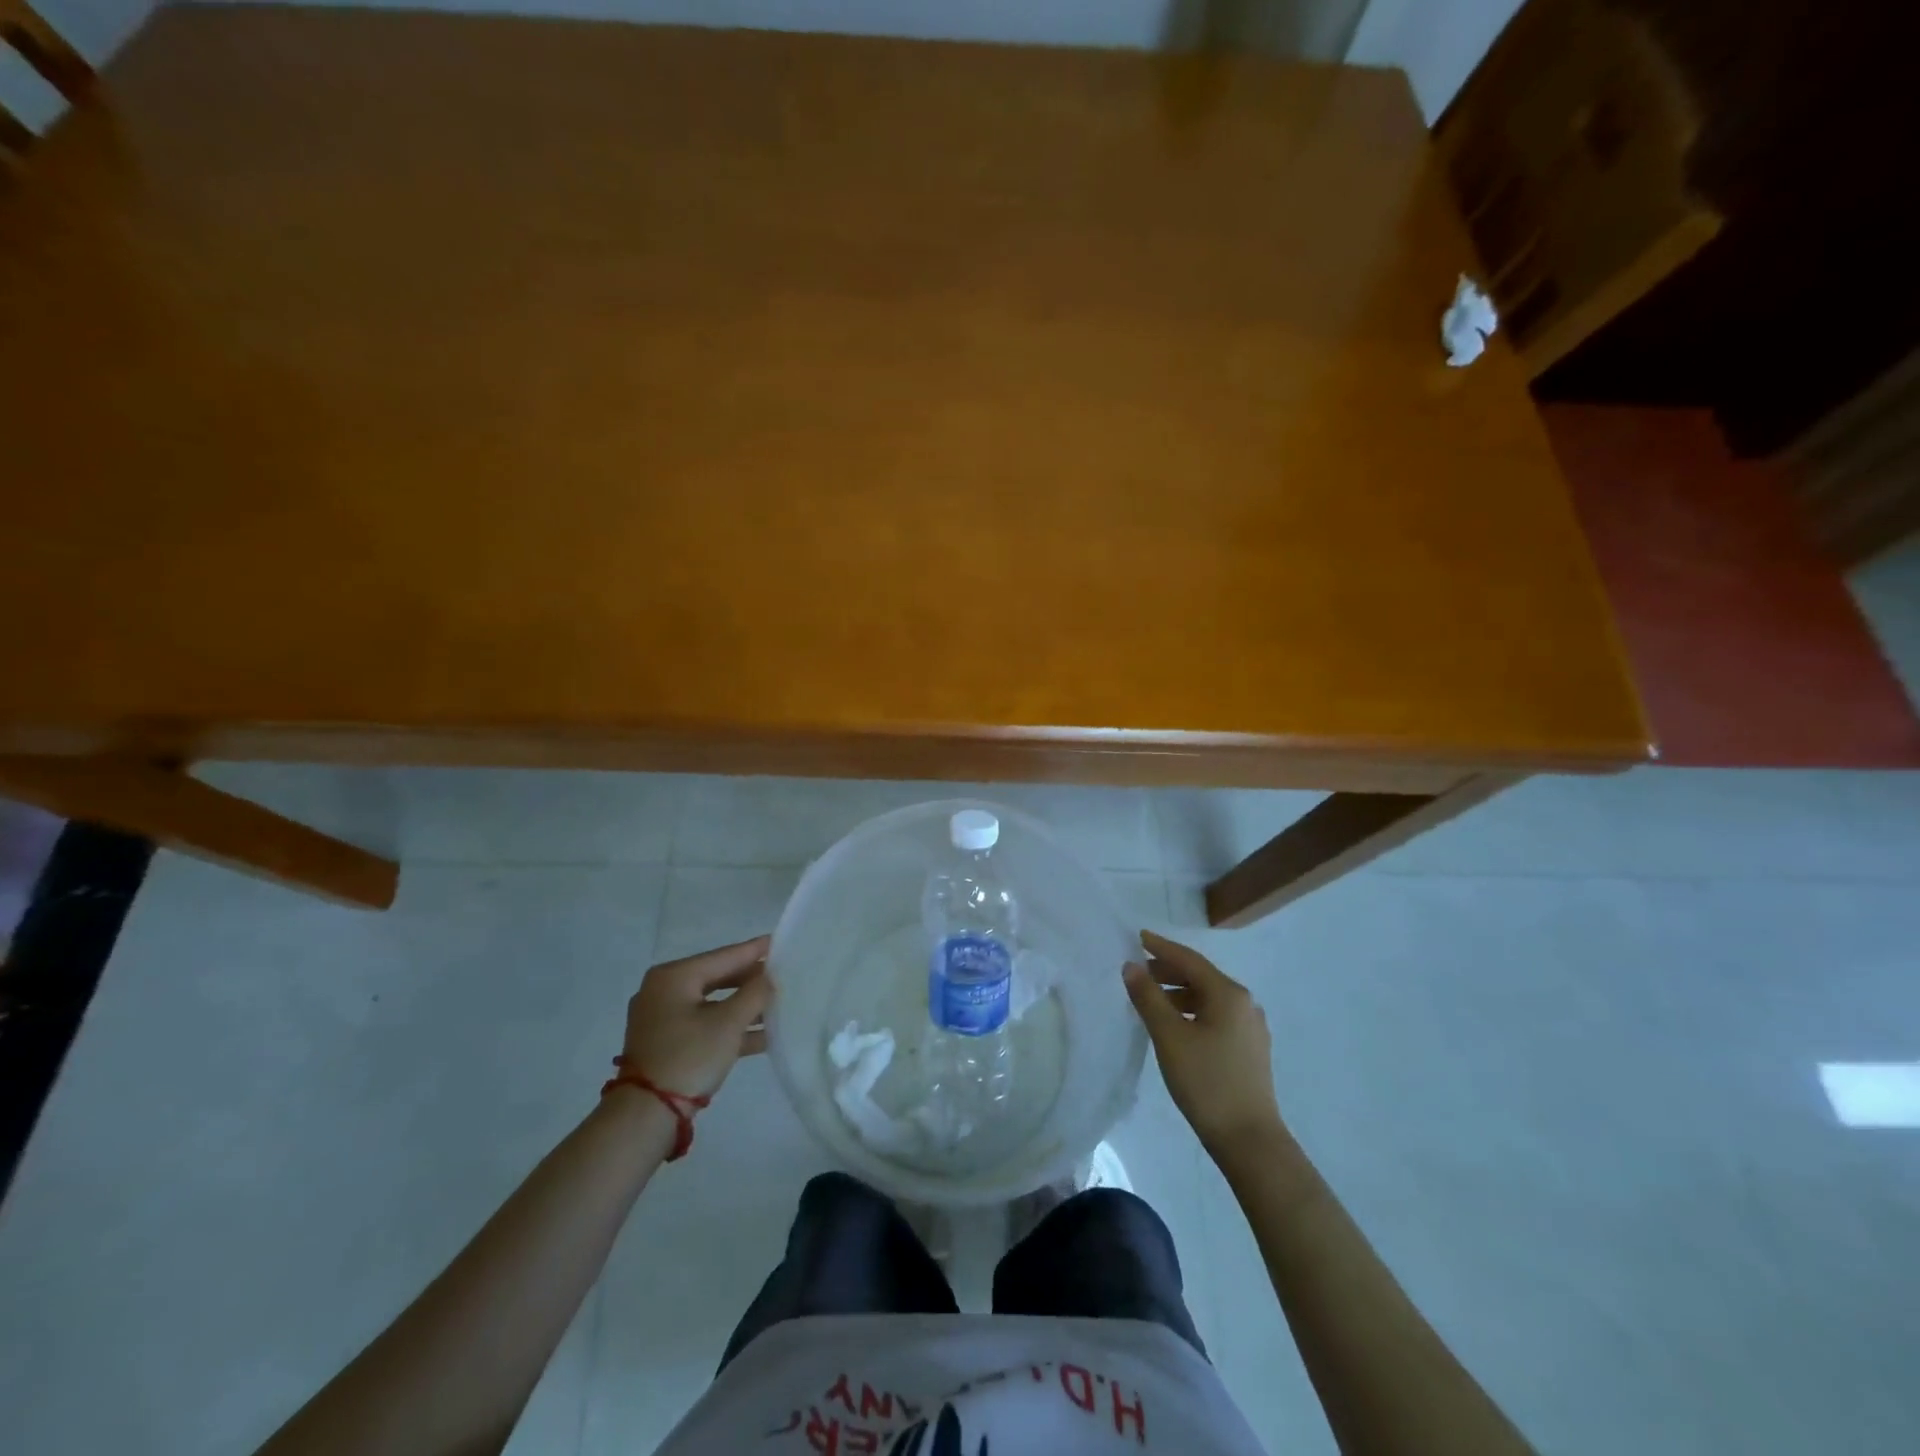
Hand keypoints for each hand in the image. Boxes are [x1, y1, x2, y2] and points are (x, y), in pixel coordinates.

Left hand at [620, 935, 773, 1100]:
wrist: (646, 1116)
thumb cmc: (689, 1057)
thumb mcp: (729, 1023)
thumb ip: (755, 993)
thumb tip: (770, 976)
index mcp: (674, 976)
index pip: (724, 956)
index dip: (756, 950)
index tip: (782, 941)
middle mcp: (664, 990)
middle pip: (718, 978)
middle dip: (752, 980)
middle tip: (785, 974)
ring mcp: (663, 1018)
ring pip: (714, 1003)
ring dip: (745, 1007)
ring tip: (779, 1005)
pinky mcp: (667, 1043)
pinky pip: (705, 1024)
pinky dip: (730, 1027)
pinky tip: (763, 1035)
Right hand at [1124, 930, 1282, 1159]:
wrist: (1249, 1140)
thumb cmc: (1206, 1082)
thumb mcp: (1169, 1037)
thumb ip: (1148, 997)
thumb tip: (1131, 967)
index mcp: (1228, 994)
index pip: (1189, 960)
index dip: (1161, 947)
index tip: (1137, 937)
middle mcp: (1244, 1003)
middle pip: (1200, 976)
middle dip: (1168, 971)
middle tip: (1137, 972)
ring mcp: (1250, 1028)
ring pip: (1208, 998)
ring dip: (1178, 993)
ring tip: (1150, 1000)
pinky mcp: (1250, 1049)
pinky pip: (1216, 1016)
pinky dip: (1192, 1011)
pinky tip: (1175, 1026)